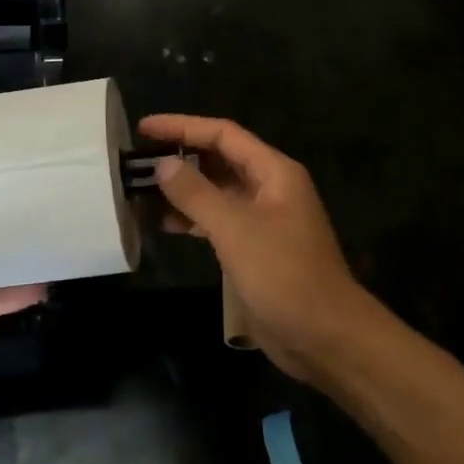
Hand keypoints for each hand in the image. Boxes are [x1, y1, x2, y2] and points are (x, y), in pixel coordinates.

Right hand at [138, 113, 373, 383]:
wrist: (325, 337)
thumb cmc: (283, 274)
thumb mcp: (235, 228)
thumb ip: (196, 193)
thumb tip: (162, 164)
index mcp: (273, 171)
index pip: (222, 134)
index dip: (182, 126)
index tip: (144, 127)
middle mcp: (269, 187)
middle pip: (219, 158)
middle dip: (180, 155)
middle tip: (139, 158)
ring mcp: (263, 218)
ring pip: (216, 190)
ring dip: (183, 188)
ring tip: (142, 189)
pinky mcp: (255, 247)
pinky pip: (218, 220)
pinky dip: (192, 217)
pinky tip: (165, 223)